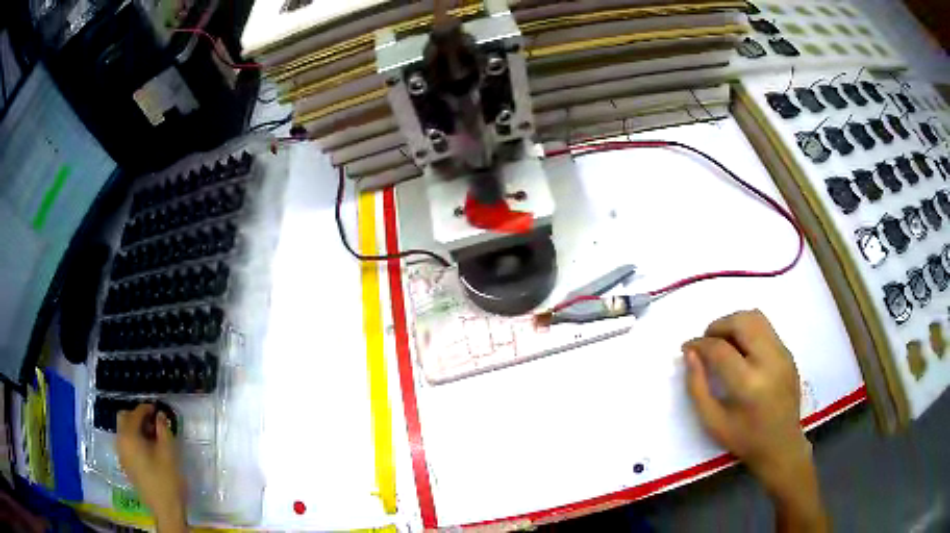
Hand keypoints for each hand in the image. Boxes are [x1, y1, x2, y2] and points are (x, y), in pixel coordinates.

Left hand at [117, 404, 187, 531]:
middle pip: (124, 419)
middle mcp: (120, 442)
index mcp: (129, 437)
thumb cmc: (167, 480)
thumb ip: (163, 430)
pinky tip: (148, 450)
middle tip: (154, 423)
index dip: (146, 409)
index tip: (158, 409)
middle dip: (137, 416)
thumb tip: (160, 415)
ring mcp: (121, 455)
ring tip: (153, 437)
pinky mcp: (126, 465)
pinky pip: (126, 444)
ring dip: (135, 428)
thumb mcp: (169, 453)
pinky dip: (134, 440)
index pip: (135, 414)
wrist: (165, 510)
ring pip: (124, 432)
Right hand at [684, 310, 827, 531]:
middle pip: (741, 322)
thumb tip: (690, 353)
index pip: (720, 349)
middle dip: (717, 326)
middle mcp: (769, 362)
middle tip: (705, 342)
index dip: (699, 344)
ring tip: (723, 342)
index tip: (687, 347)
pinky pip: (766, 328)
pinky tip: (741, 351)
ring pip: (756, 317)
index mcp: (749, 385)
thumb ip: (697, 387)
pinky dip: (748, 331)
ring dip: (734, 323)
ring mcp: (783, 354)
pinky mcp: (788, 353)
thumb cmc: (744, 439)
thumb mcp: (712, 421)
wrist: (782, 445)